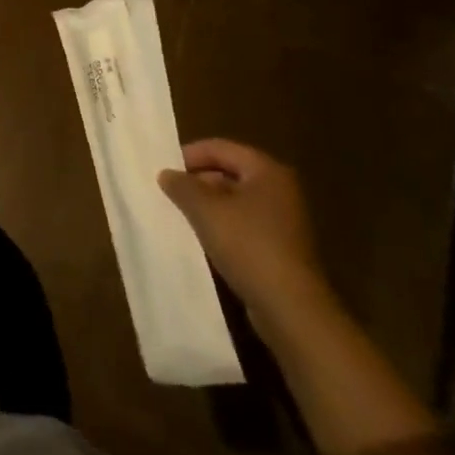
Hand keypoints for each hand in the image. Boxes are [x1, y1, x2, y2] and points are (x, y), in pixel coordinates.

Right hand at [159, 139, 334, 338]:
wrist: (290, 306)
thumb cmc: (248, 245)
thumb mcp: (205, 210)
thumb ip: (182, 186)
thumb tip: (167, 174)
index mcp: (267, 171)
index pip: (221, 148)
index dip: (190, 155)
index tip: (164, 170)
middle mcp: (280, 189)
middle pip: (230, 172)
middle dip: (198, 180)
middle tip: (170, 193)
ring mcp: (284, 219)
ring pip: (236, 200)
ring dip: (208, 205)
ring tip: (181, 215)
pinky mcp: (281, 246)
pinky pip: (244, 224)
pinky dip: (222, 225)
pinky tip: (203, 238)